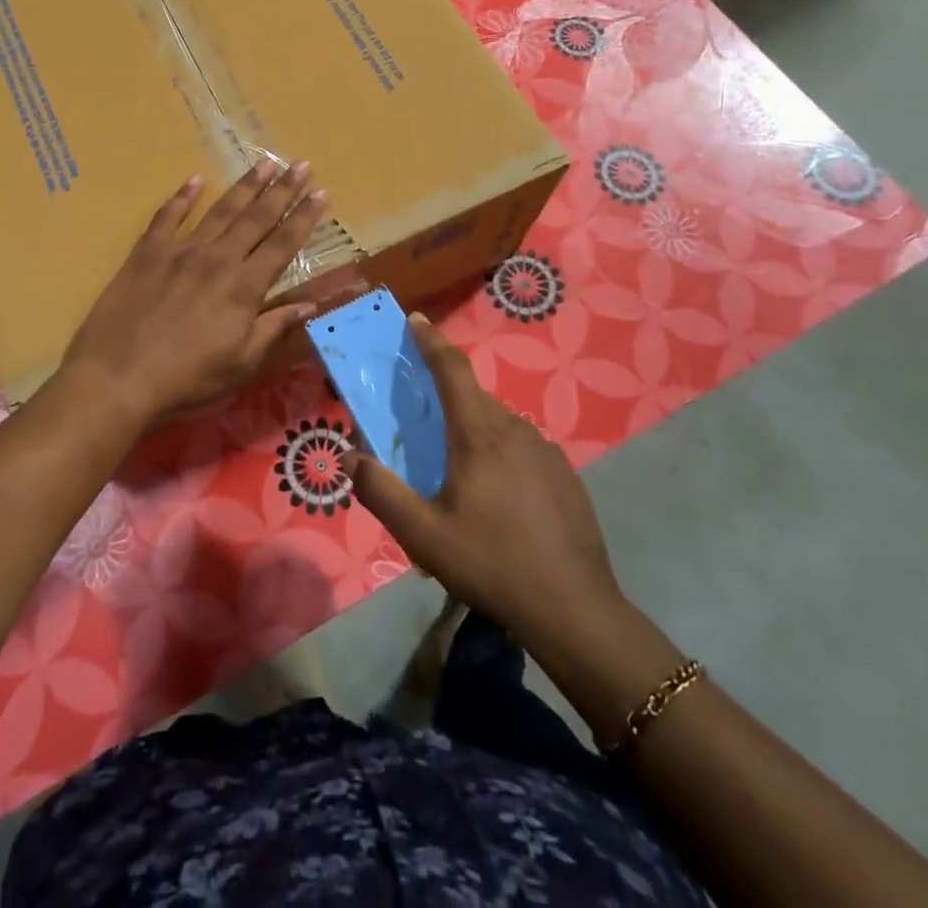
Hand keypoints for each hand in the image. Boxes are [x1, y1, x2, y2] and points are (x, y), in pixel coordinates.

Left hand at [64, 160, 325, 428]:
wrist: (118, 377)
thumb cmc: (186, 378)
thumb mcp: (241, 363)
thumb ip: (274, 327)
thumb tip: (309, 304)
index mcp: (244, 287)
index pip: (283, 244)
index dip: (304, 217)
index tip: (322, 192)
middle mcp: (217, 259)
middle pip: (256, 218)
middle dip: (282, 190)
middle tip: (301, 164)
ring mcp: (180, 251)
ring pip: (219, 211)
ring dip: (245, 186)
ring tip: (264, 163)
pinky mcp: (147, 253)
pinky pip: (167, 217)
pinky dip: (182, 197)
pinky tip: (195, 179)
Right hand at [344, 314, 626, 654]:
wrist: (575, 610)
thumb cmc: (492, 564)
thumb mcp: (424, 536)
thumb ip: (381, 493)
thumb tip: (352, 458)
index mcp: (479, 435)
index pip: (452, 370)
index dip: (431, 341)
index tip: (416, 319)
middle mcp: (516, 430)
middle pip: (473, 398)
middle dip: (446, 397)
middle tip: (423, 421)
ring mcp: (547, 452)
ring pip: (499, 426)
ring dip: (473, 432)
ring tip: (457, 474)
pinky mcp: (565, 475)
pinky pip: (522, 449)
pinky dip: (500, 455)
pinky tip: (497, 500)